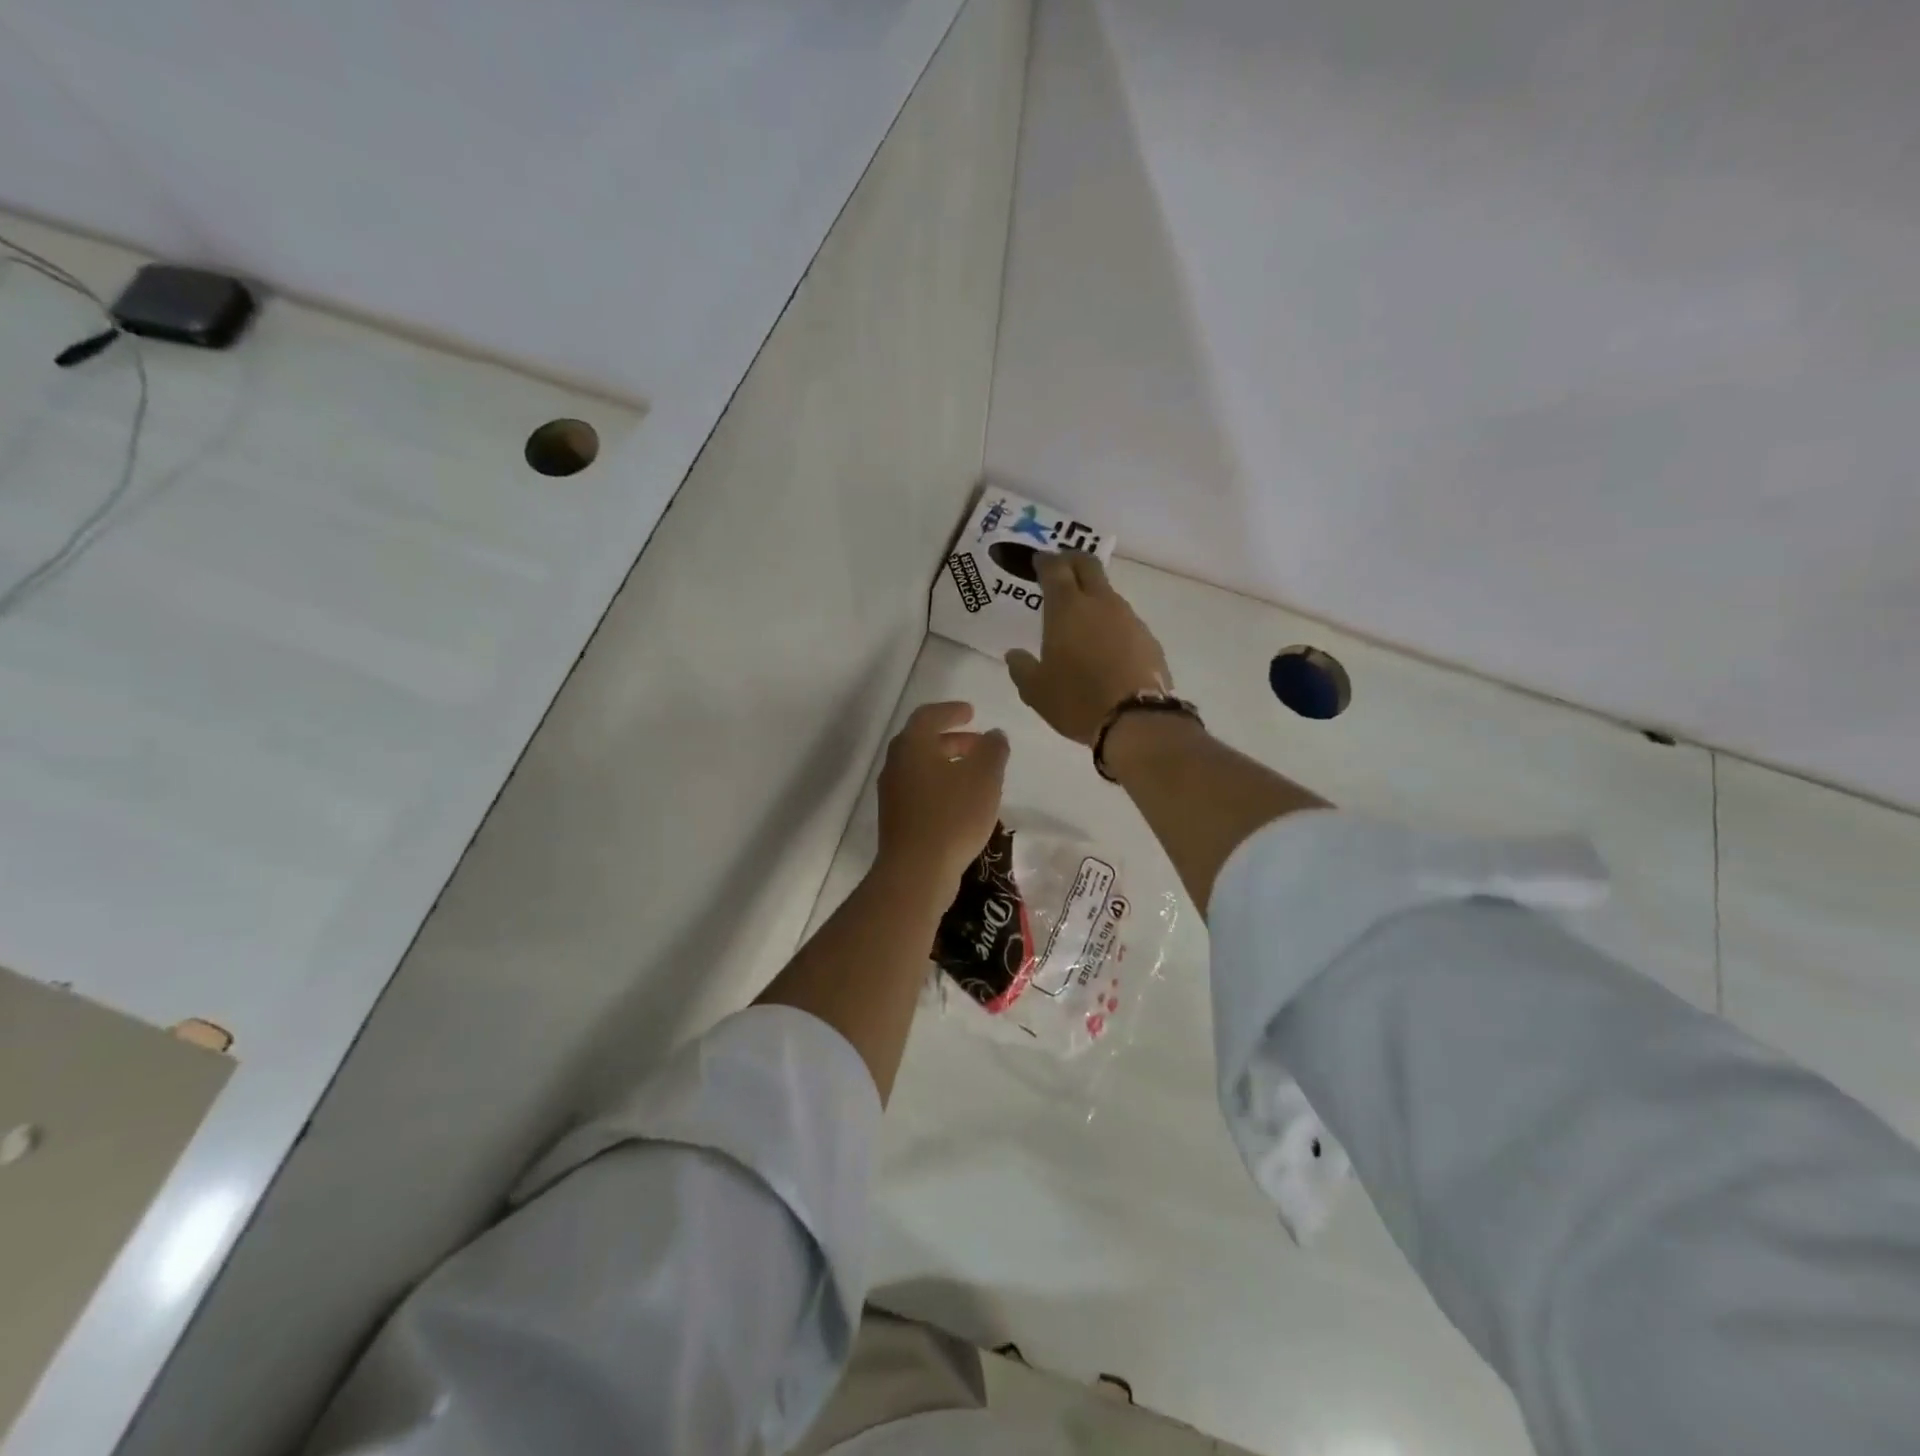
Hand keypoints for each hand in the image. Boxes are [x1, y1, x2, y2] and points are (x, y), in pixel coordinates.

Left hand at [876, 701, 1009, 891]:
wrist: (916, 871)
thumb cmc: (952, 816)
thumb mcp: (984, 778)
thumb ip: (992, 750)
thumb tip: (995, 735)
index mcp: (912, 745)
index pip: (929, 716)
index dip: (951, 711)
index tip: (971, 713)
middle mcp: (896, 764)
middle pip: (923, 742)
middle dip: (953, 740)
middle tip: (979, 744)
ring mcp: (892, 793)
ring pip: (922, 768)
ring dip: (948, 764)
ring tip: (977, 774)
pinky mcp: (896, 819)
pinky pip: (920, 791)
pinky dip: (941, 786)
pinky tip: (963, 803)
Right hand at [1005, 553, 1170, 744]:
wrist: (1136, 719)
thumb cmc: (1077, 700)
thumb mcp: (1036, 691)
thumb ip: (1021, 668)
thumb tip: (1014, 655)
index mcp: (1067, 608)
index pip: (1055, 568)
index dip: (1045, 561)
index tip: (1039, 561)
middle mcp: (1100, 603)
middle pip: (1088, 566)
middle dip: (1072, 561)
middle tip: (1061, 568)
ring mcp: (1129, 618)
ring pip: (1108, 594)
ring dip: (1093, 596)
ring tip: (1081, 617)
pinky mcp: (1148, 638)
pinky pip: (1125, 621)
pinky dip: (1111, 624)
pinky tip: (1106, 646)